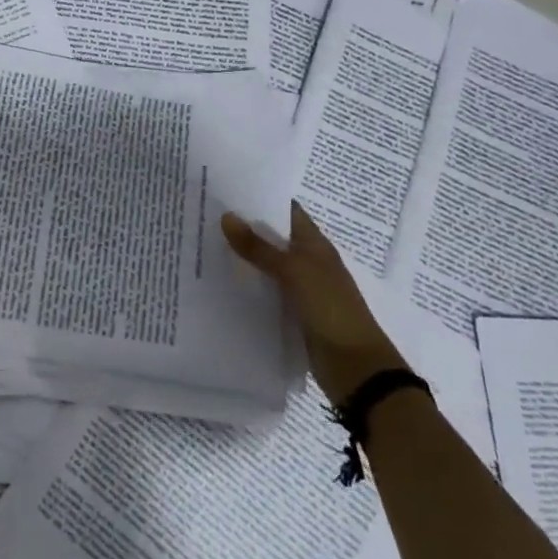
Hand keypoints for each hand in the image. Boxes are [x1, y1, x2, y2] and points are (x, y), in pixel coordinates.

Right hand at [222, 200, 411, 407]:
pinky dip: (246, 287)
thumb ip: (259, 247)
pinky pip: (265, 293)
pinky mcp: (292, 314)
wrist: (356, 368)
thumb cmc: (330, 309)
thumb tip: (226, 216)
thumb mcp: (294, 272)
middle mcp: (307, 262)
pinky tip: (219, 283)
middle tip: (204, 216)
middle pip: (272, 238)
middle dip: (243, 228)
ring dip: (242, 258)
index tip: (225, 190)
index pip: (286, 211)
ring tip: (202, 245)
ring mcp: (300, 290)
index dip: (260, 199)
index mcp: (315, 245)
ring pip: (266, 266)